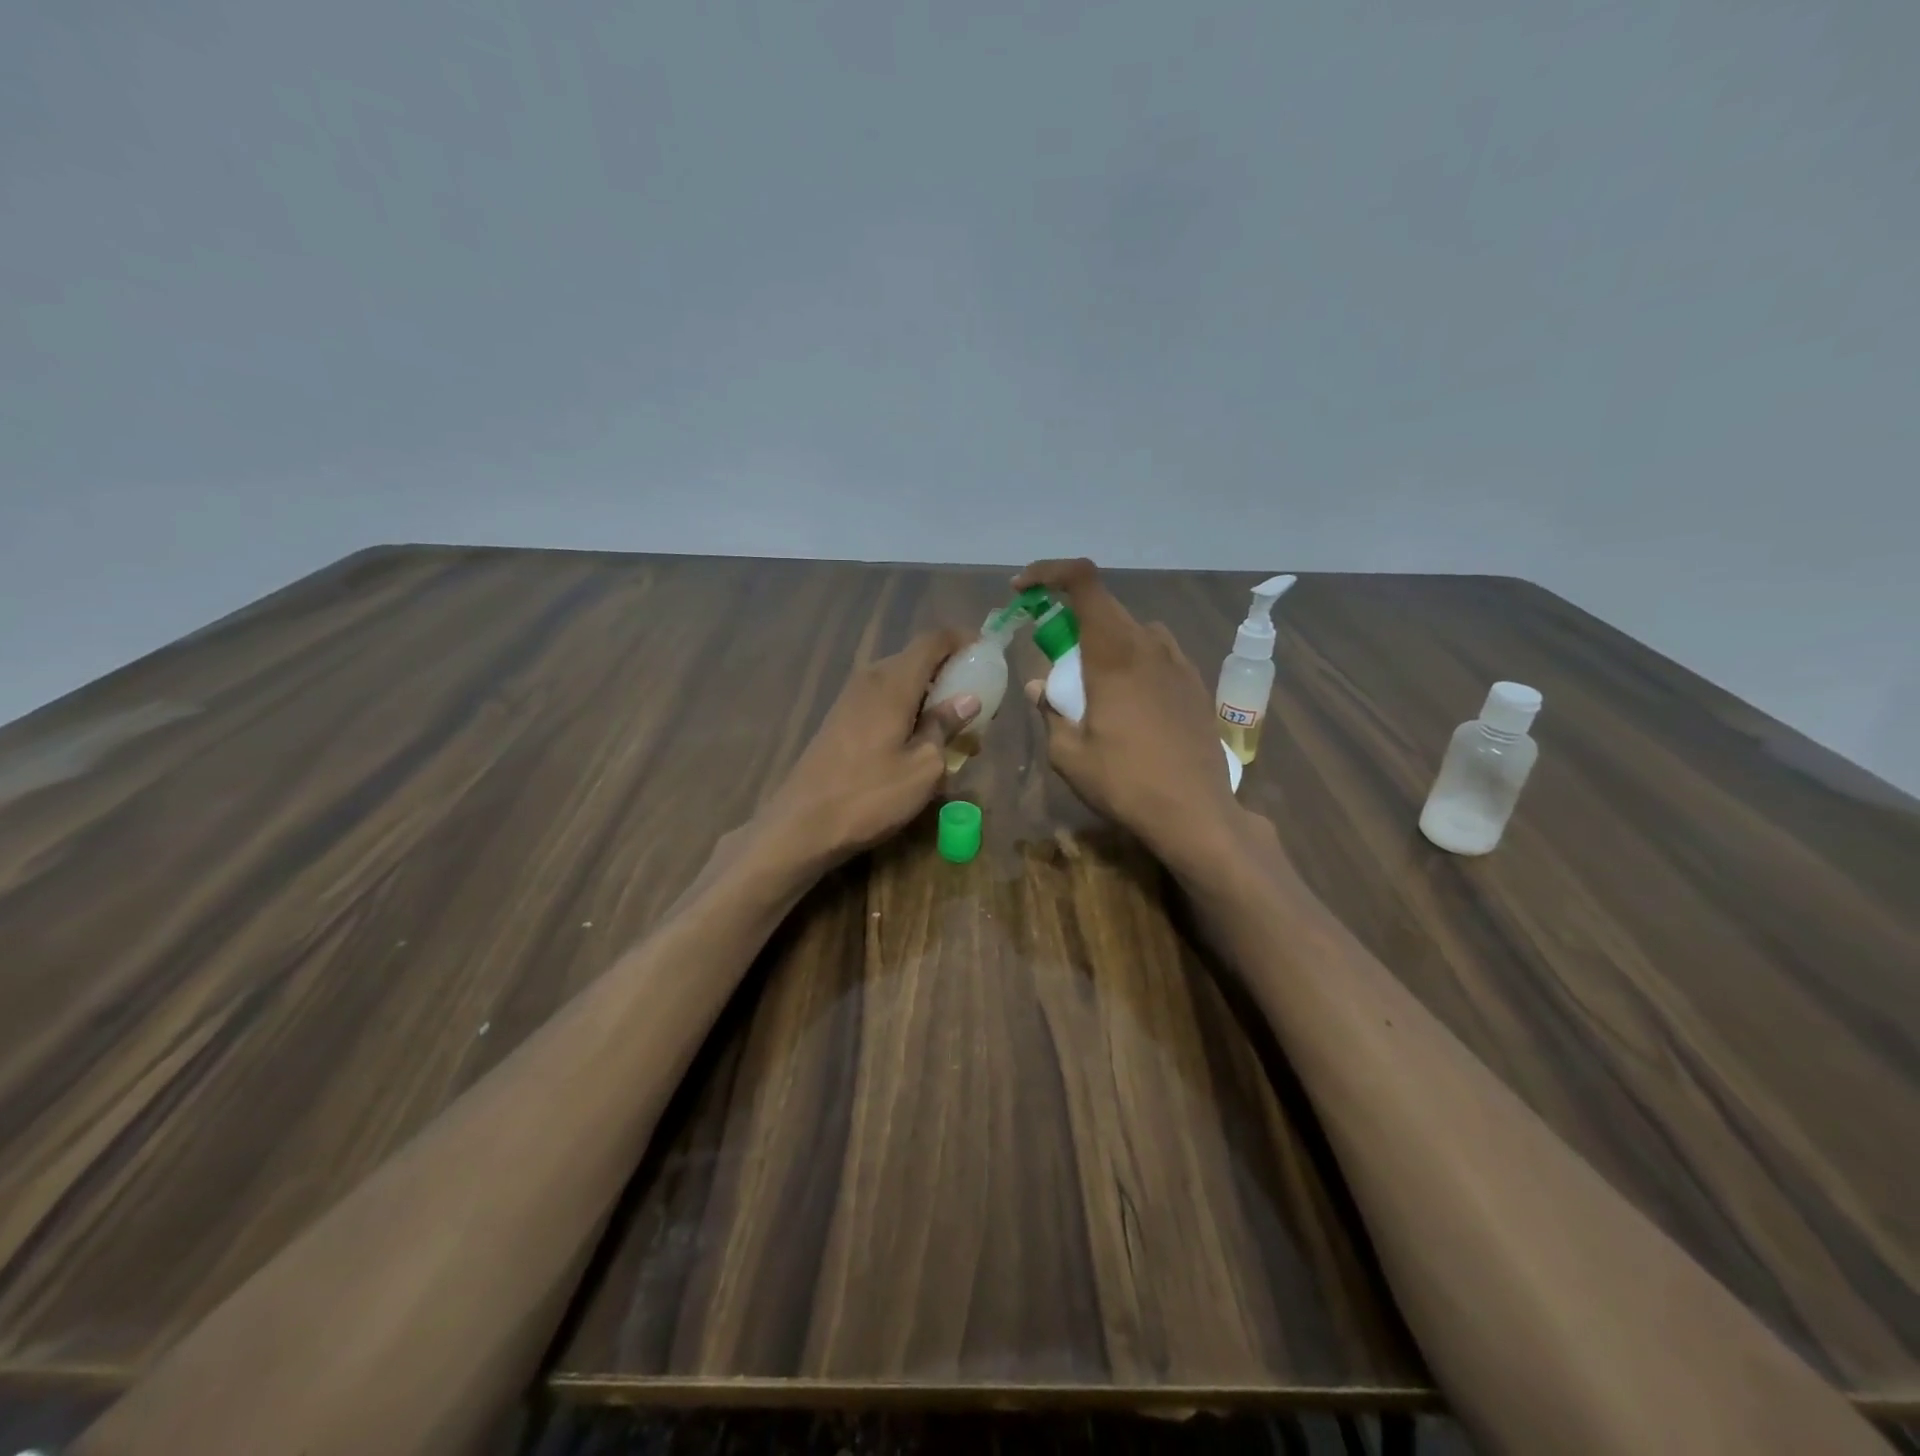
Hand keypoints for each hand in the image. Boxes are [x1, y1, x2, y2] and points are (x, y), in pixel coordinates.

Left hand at [759, 628, 980, 865]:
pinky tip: (921, 741)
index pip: (932, 640)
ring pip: (900, 681)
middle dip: (950, 672)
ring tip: (955, 728)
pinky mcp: (841, 719)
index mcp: (893, 682)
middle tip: (978, 700)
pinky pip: (884, 700)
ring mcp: (851, 698)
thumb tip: (968, 699)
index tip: (987, 652)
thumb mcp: (923, 767)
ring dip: (930, 695)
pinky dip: (909, 709)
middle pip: (917, 659)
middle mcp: (870, 679)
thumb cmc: (870, 796)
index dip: (962, 639)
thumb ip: (945, 726)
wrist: (802, 825)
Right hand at [1015, 558, 1253, 873]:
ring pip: (1132, 631)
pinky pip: (1156, 654)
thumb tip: (1039, 687)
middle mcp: (1149, 645)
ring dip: (1103, 642)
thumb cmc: (1125, 783)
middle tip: (1051, 658)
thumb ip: (1050, 712)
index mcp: (1113, 653)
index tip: (1022, 591)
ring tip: (1091, 686)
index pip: (1083, 581)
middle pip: (1104, 607)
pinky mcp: (1195, 684)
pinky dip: (1131, 661)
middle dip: (1070, 620)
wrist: (1196, 813)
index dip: (1049, 572)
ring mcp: (1178, 663)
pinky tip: (1127, 703)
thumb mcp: (1069, 755)